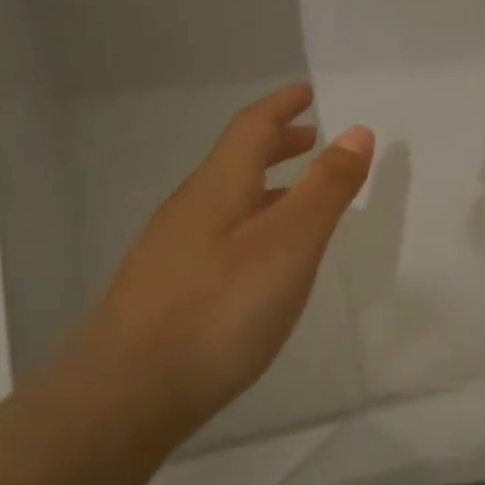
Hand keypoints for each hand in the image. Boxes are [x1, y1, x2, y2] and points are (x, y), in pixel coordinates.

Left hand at [50, 83, 373, 440]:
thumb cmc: (219, 310)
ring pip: (227, 201)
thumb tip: (356, 131)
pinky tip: (262, 260)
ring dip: (266, 187)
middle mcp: (190, 208)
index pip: (251, 128)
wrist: (127, 393)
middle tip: (311, 139)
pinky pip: (219, 235)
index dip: (282, 106)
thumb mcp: (288, 244)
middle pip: (236, 161)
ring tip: (300, 198)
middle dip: (276, 144)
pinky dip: (251, 225)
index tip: (307, 91)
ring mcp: (172, 250)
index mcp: (218, 187)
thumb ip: (325, 189)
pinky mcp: (167, 289)